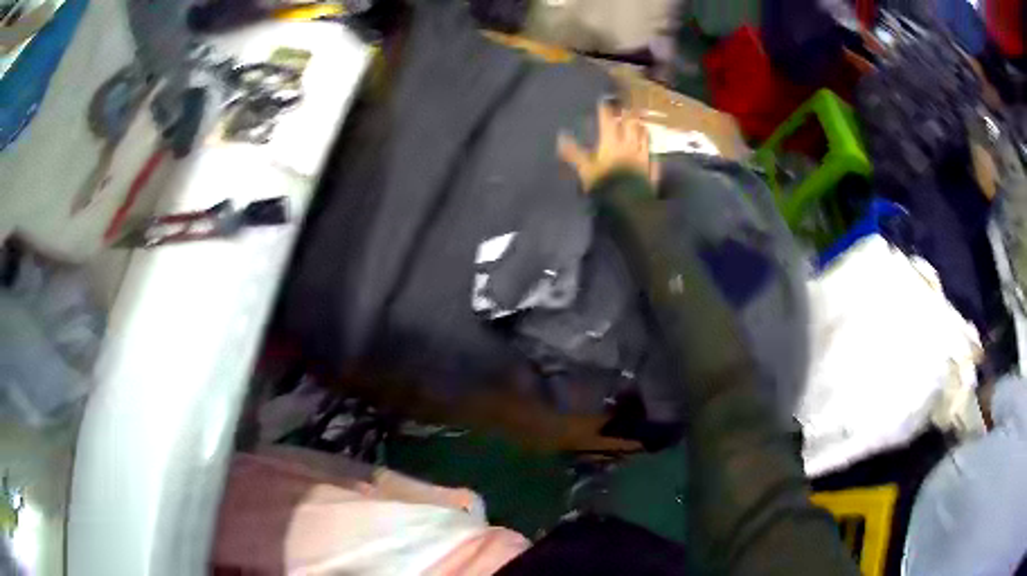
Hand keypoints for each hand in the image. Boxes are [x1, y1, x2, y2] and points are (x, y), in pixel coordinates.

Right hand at [558, 101, 656, 191]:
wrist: (629, 203)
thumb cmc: (605, 184)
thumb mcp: (585, 170)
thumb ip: (574, 153)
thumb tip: (561, 136)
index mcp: (611, 142)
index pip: (608, 120)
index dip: (605, 110)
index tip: (603, 101)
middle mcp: (629, 145)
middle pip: (630, 124)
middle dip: (626, 115)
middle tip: (624, 108)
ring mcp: (642, 156)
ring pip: (644, 136)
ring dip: (641, 128)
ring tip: (639, 123)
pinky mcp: (651, 168)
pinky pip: (652, 154)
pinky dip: (650, 148)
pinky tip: (650, 149)